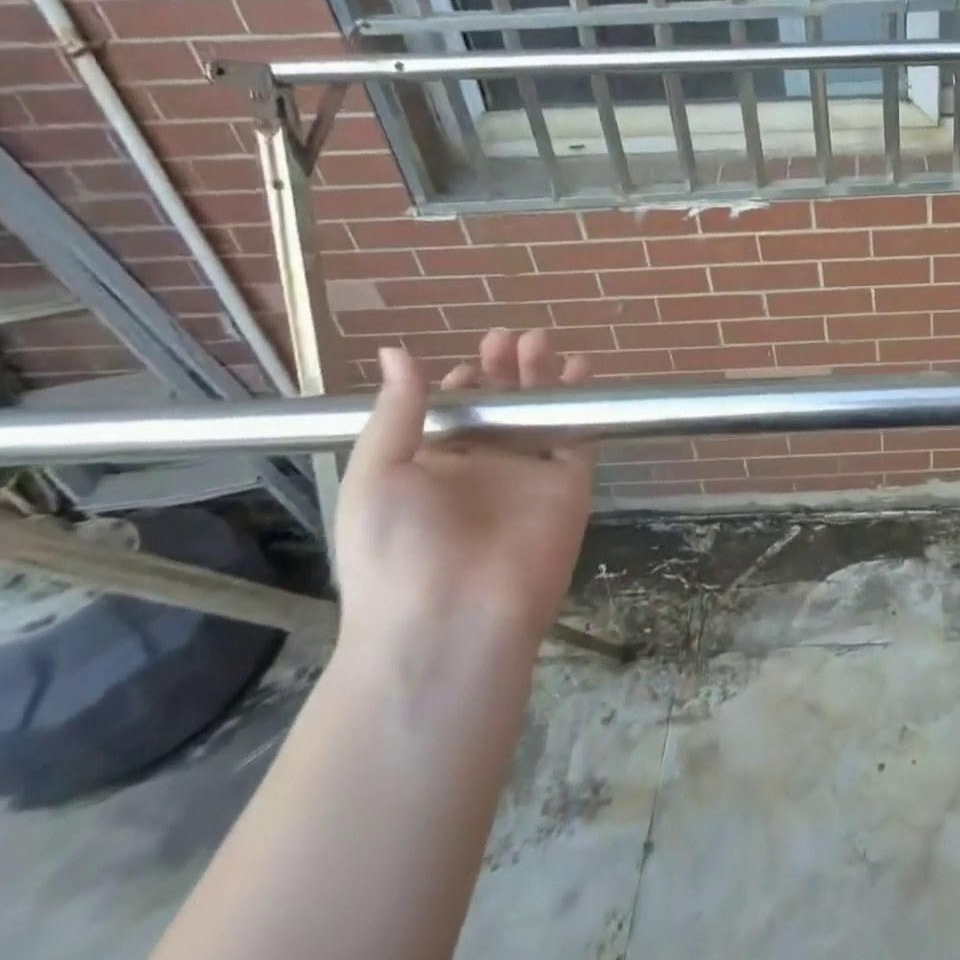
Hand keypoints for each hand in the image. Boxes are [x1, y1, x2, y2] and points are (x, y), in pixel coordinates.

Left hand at [333, 329, 596, 650]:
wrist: (451, 620)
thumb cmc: (398, 550)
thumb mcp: (378, 475)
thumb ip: (396, 411)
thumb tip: (395, 351)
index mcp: (433, 467)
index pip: (454, 412)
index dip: (462, 383)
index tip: (468, 361)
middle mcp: (483, 467)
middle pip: (501, 405)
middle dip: (504, 369)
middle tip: (507, 339)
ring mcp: (528, 475)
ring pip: (541, 413)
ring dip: (542, 376)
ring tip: (537, 341)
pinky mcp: (568, 483)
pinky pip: (578, 434)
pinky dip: (581, 401)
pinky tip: (580, 369)